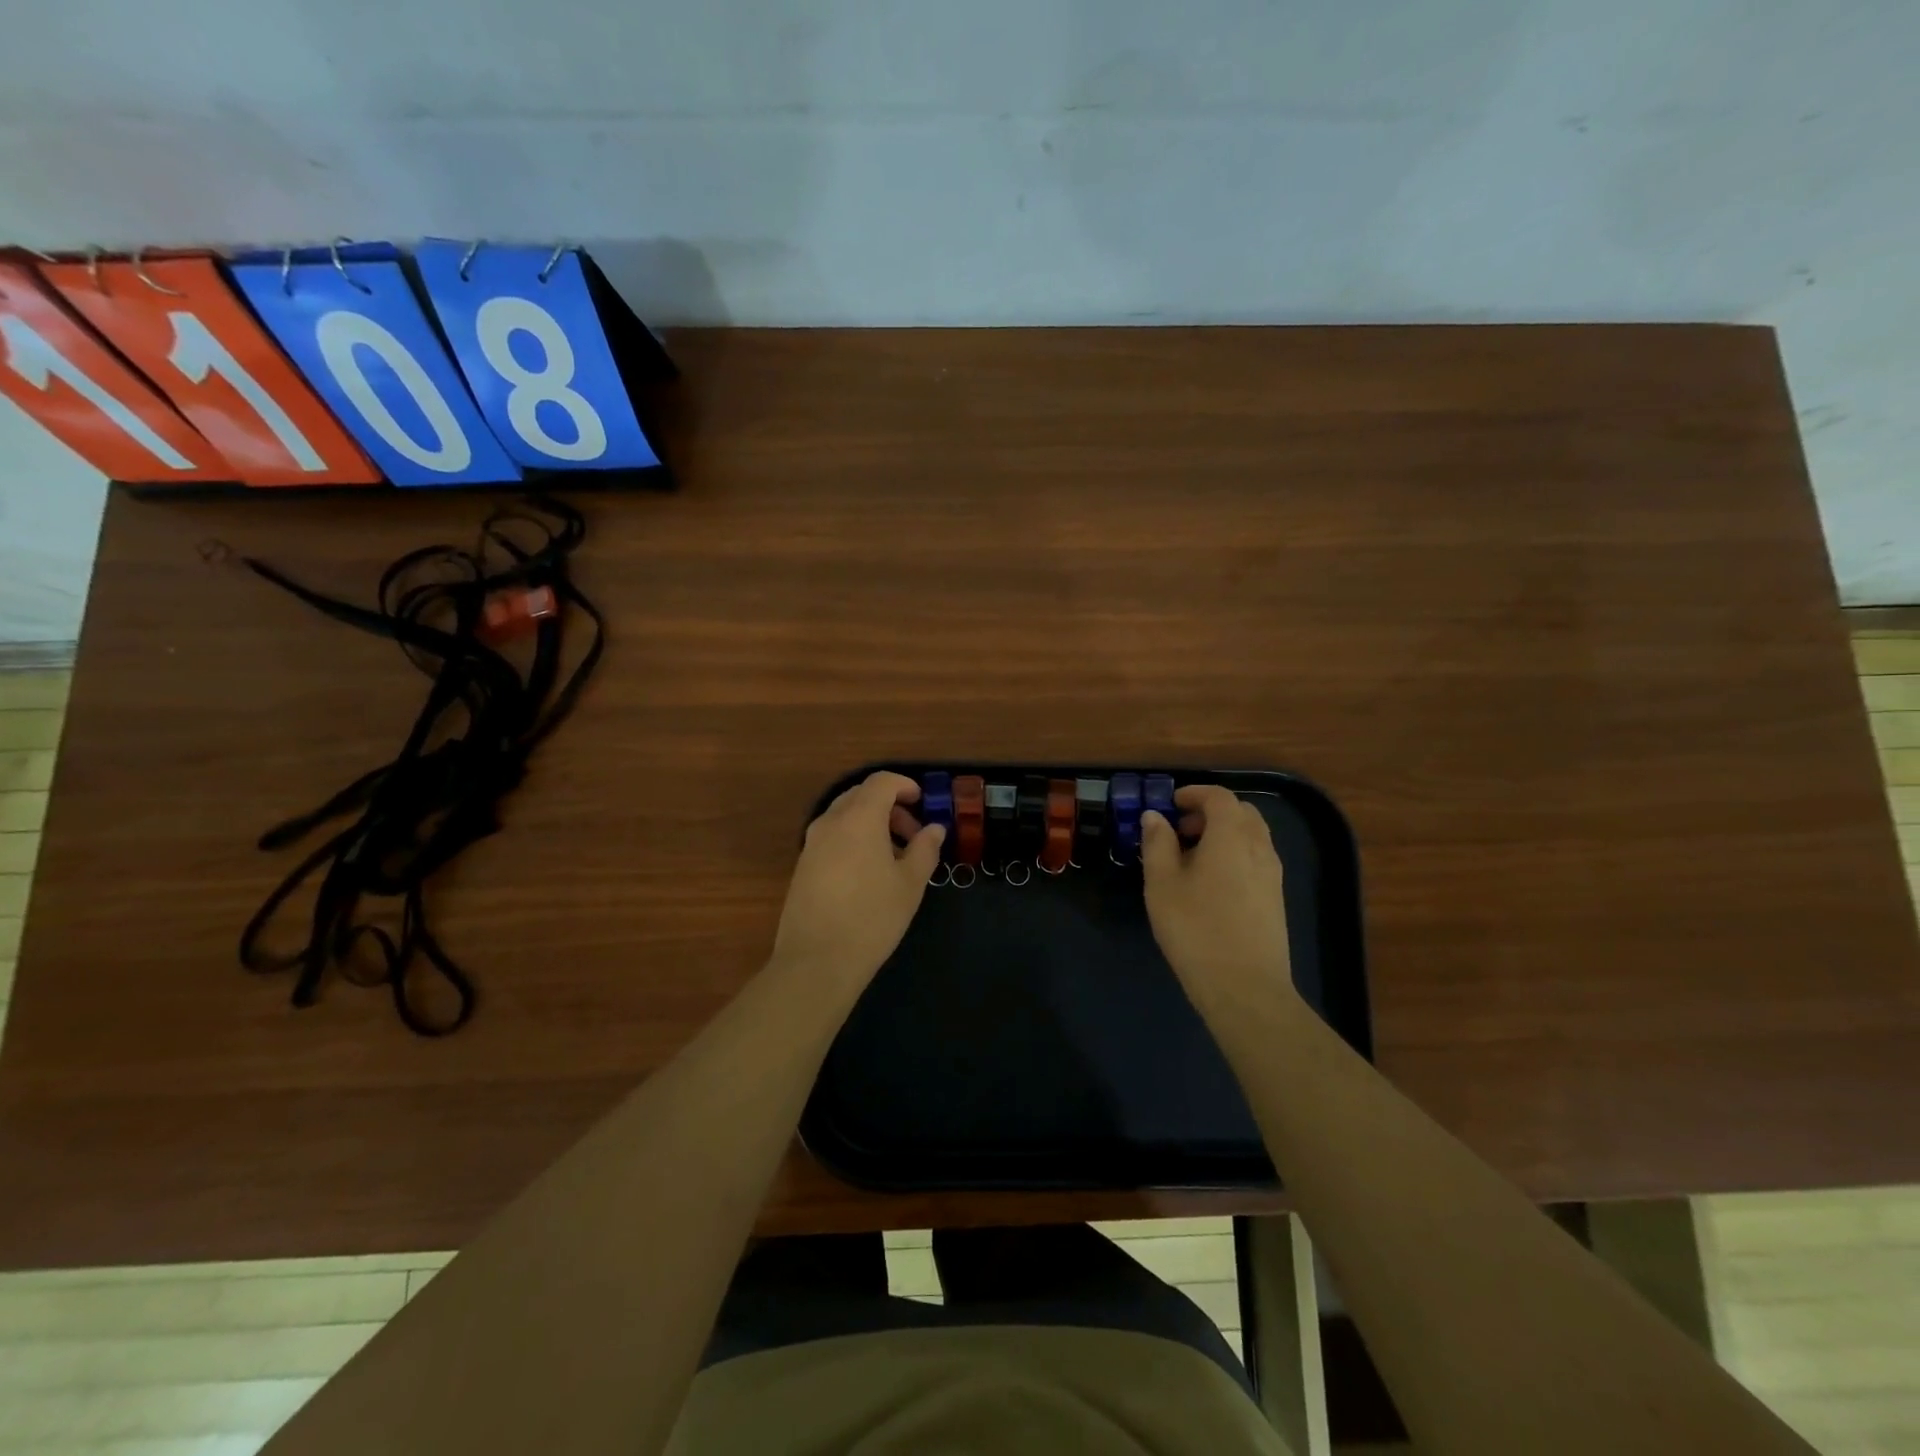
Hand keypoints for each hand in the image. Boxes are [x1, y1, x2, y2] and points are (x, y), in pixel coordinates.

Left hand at [770, 771, 944, 993]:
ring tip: (894, 858)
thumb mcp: (910, 883)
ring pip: (844, 817)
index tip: (923, 803)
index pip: (881, 782)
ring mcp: (811, 844)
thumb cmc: (872, 917)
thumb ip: (925, 849)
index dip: (905, 785)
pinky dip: (854, 840)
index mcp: (859, 818)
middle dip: (890, 807)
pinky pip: (832, 837)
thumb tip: (934, 829)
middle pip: (861, 796)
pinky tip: (868, 874)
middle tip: (913, 835)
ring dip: (871, 824)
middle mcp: (830, 822)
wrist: (816, 961)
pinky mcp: (802, 866)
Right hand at [1141, 785, 1294, 1004]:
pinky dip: (1234, 855)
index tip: (1170, 804)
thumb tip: (1154, 816)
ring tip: (1191, 858)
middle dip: (1210, 812)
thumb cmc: (1195, 929)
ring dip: (1223, 834)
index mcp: (1232, 836)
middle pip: (1241, 813)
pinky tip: (1210, 884)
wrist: (1244, 988)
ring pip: (1252, 836)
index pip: (1219, 797)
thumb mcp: (1162, 884)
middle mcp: (1259, 848)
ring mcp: (1272, 875)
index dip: (1194, 794)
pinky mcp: (1275, 899)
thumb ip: (1157, 843)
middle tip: (1180, 830)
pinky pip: (1256, 859)